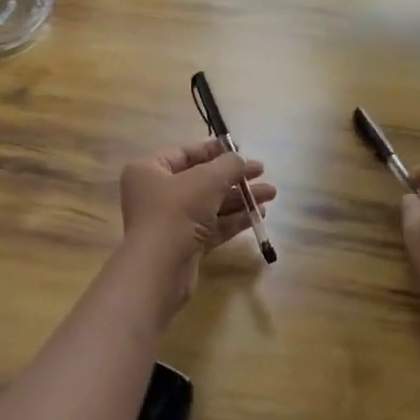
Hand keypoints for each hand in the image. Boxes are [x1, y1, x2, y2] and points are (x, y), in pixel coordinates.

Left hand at [119, 137, 275, 289]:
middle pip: (200, 180)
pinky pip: (211, 227)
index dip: (214, 151)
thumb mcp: (207, 180)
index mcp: (149, 170)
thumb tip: (240, 159)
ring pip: (209, 205)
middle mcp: (155, 194)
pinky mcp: (183, 246)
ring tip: (270, 194)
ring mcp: (169, 222)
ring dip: (239, 199)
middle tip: (262, 173)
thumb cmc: (177, 211)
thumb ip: (228, 165)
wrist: (159, 269)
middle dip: (233, 177)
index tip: (241, 150)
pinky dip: (233, 220)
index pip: (185, 153)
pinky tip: (257, 215)